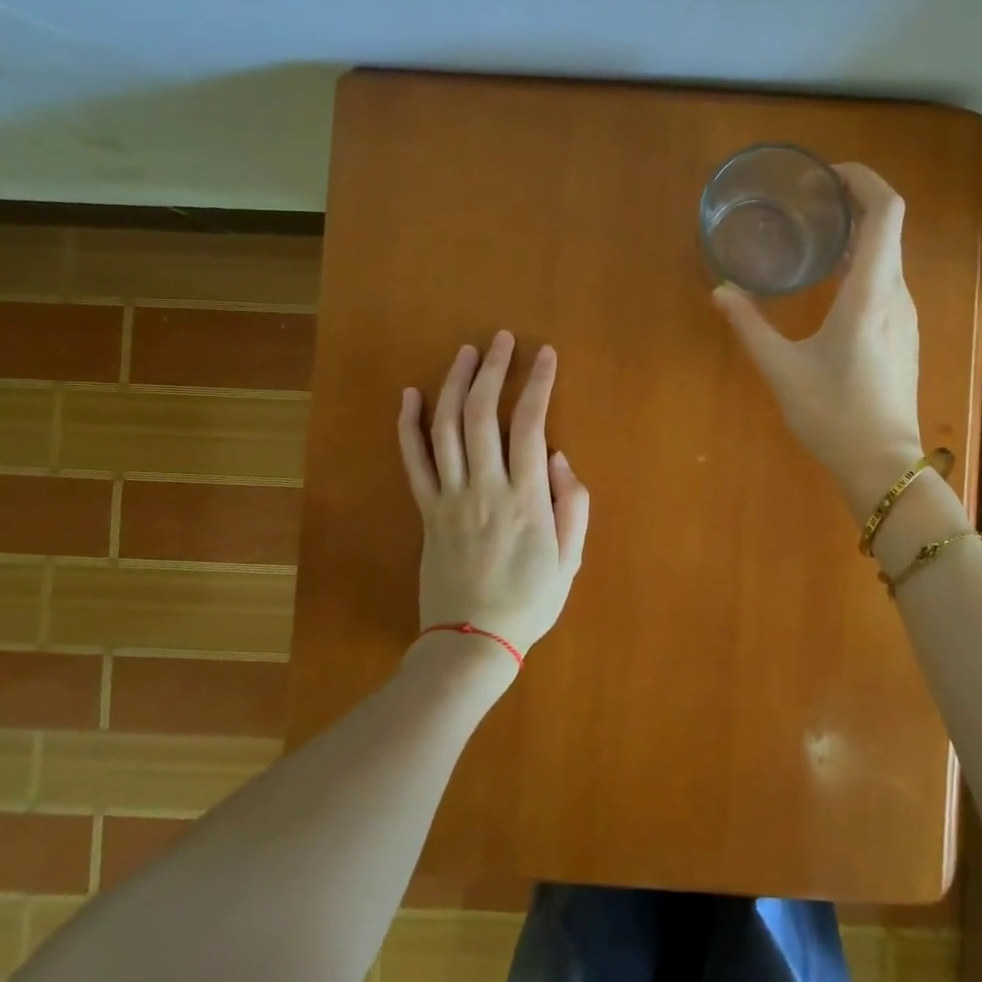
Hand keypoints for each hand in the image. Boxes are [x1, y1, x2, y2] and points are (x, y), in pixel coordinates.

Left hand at [397, 332, 590, 661]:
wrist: (471, 642)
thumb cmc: (530, 601)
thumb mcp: (571, 560)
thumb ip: (573, 505)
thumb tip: (562, 458)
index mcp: (526, 499)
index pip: (531, 424)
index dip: (538, 383)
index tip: (545, 354)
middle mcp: (484, 488)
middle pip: (482, 414)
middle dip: (493, 369)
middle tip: (501, 339)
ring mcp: (449, 498)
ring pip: (445, 428)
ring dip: (454, 384)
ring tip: (465, 352)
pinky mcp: (426, 510)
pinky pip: (413, 460)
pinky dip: (408, 424)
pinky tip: (410, 394)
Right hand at [711, 163, 924, 520]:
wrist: (883, 466)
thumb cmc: (833, 415)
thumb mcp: (782, 370)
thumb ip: (749, 326)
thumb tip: (721, 292)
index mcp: (871, 293)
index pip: (886, 212)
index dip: (864, 180)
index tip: (829, 175)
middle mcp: (896, 295)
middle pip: (889, 227)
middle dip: (854, 203)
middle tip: (810, 202)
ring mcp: (905, 316)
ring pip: (889, 256)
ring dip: (859, 236)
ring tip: (817, 236)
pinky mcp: (903, 335)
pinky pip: (888, 281)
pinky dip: (864, 264)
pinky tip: (833, 282)